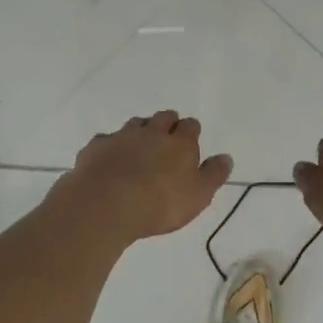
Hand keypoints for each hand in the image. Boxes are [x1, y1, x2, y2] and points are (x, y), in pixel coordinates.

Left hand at [54, 112, 232, 242]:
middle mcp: (151, 133)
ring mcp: (121, 137)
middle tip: (167, 136)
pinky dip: (111, 146)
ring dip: (140, 130)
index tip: (190, 138)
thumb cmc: (159, 203)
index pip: (190, 126)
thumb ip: (213, 175)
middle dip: (167, 123)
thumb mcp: (198, 195)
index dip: (191, 130)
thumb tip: (226, 157)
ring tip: (140, 145)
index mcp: (179, 143)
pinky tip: (109, 159)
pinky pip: (106, 140)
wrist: (105, 204)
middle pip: (163, 117)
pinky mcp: (96, 148)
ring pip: (134, 124)